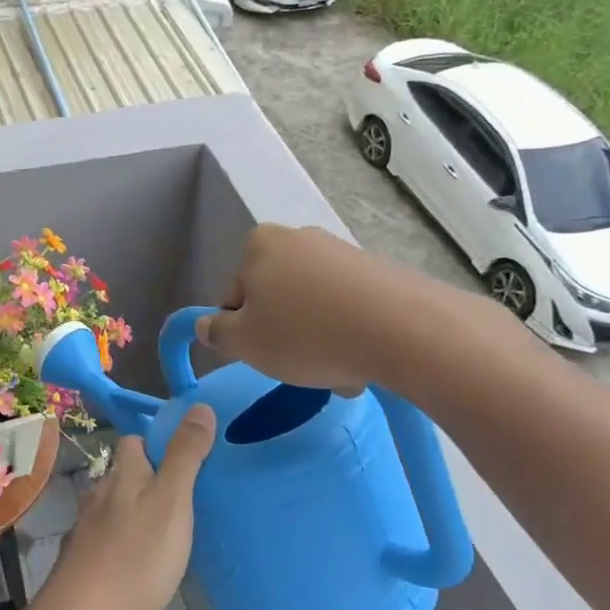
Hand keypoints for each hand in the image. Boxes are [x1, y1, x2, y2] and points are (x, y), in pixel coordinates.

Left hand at [39, 407, 215, 609]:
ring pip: (116, 506)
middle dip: (149, 479)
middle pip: (124, 474)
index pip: (133, 441)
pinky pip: (109, 536)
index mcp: (122, 473)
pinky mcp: (83, 558)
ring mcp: (87, 526)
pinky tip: (141, 561)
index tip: (185, 458)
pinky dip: (126, 540)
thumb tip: (199, 405)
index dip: (156, 443)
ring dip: (138, 511)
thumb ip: (185, 455)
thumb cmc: (136, 554)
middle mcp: (99, 492)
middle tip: (185, 500)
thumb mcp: (172, 500)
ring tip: (168, 532)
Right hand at [195, 224, 495, 393]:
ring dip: (317, 339)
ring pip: (312, 307)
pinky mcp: (379, 270)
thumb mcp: (243, 342)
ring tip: (338, 371)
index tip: (262, 354)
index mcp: (258, 245)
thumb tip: (207, 326)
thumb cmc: (305, 334)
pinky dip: (348, 332)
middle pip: (275, 298)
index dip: (242, 331)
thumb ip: (215, 333)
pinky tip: (362, 359)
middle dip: (283, 334)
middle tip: (298, 367)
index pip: (234, 296)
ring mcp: (342, 252)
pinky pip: (348, 308)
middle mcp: (298, 237)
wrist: (403, 330)